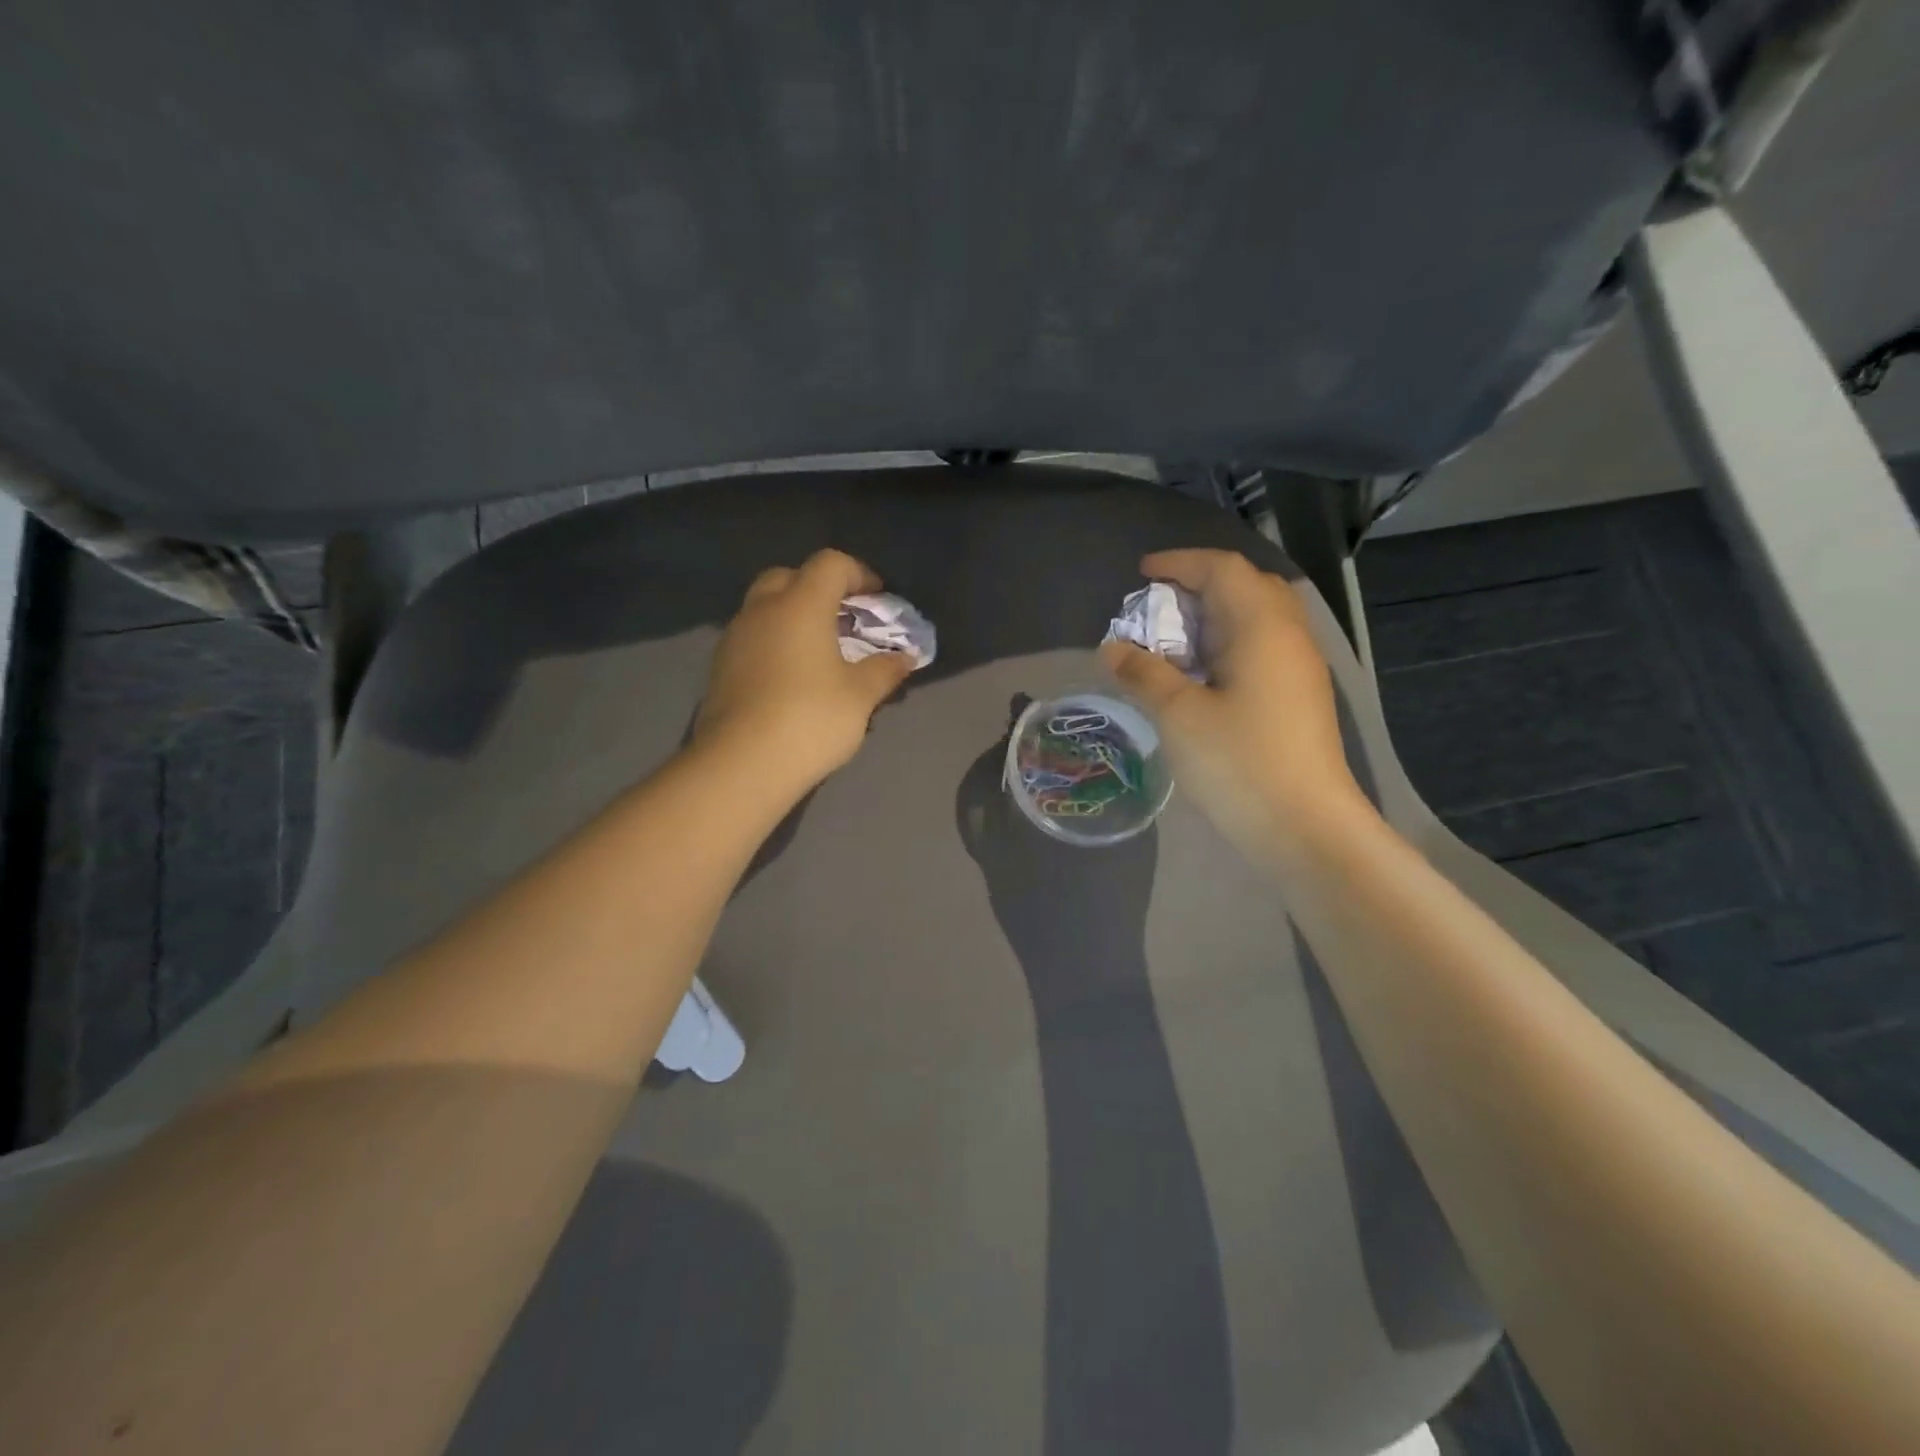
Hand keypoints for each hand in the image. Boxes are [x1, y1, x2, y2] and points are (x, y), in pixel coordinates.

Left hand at [693, 548, 915, 794]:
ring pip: (765, 607)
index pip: (830, 564)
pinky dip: (775, 641)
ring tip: (820, 650)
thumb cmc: (810, 718)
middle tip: (843, 618)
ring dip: (793, 616)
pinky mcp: (720, 667)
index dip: (858, 573)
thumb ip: (884, 670)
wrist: (742, 763)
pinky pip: (753, 637)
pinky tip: (792, 676)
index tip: (878, 598)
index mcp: (800, 604)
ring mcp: (735, 637)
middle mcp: (762, 610)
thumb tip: (905, 658)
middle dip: (819, 589)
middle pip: (790, 577)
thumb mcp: (860, 696)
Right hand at [1098, 549, 1368, 856]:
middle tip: (1157, 607)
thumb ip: (1143, 674)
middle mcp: (1288, 637)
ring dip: (1212, 619)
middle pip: (1246, 587)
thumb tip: (1111, 649)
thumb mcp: (1178, 715)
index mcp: (1262, 627)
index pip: (1223, 569)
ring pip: (1255, 621)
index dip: (1180, 563)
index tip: (1141, 573)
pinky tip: (1200, 678)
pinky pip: (1260, 650)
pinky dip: (1225, 647)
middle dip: (1199, 586)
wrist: (1306, 828)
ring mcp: (1299, 670)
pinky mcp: (1298, 699)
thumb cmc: (1239, 762)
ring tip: (1172, 642)